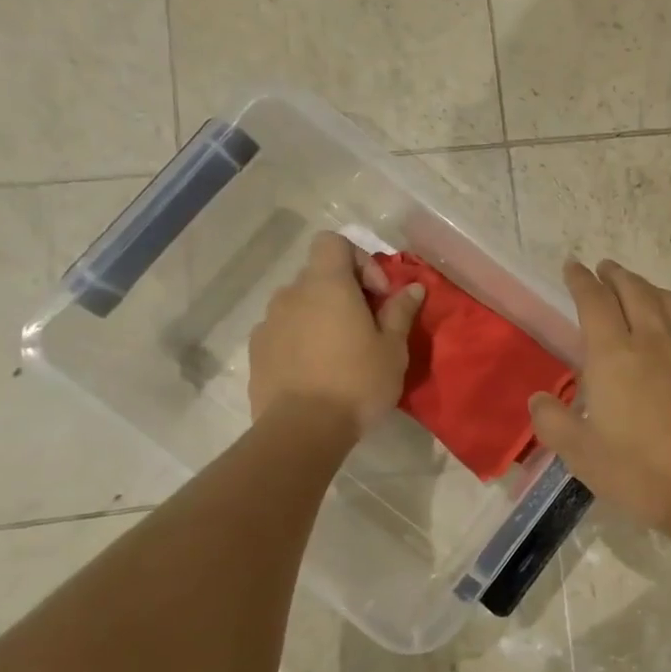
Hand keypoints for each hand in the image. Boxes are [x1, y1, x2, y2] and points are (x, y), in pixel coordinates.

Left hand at [247, 232, 424, 440]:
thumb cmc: (357, 382)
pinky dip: (301, 339)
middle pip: (318, 274)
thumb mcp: (392, 348)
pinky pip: (284, 330)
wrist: (302, 429)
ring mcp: (269, 322)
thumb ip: (400, 311)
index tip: (378, 295)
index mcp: (327, 285)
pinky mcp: (257, 350)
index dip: (360, 260)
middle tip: (367, 326)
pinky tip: (317, 370)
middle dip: (344, 292)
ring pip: (300, 304)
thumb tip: (412, 287)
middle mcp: (292, 294)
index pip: (333, 242)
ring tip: (341, 351)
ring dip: (321, 316)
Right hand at [529, 260, 670, 528]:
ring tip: (640, 290)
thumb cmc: (642, 472)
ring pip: (670, 301)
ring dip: (649, 288)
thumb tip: (539, 399)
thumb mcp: (582, 455)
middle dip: (615, 275)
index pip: (594, 301)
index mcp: (614, 355)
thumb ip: (554, 422)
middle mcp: (654, 339)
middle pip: (634, 290)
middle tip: (605, 269)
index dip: (581, 280)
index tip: (573, 266)